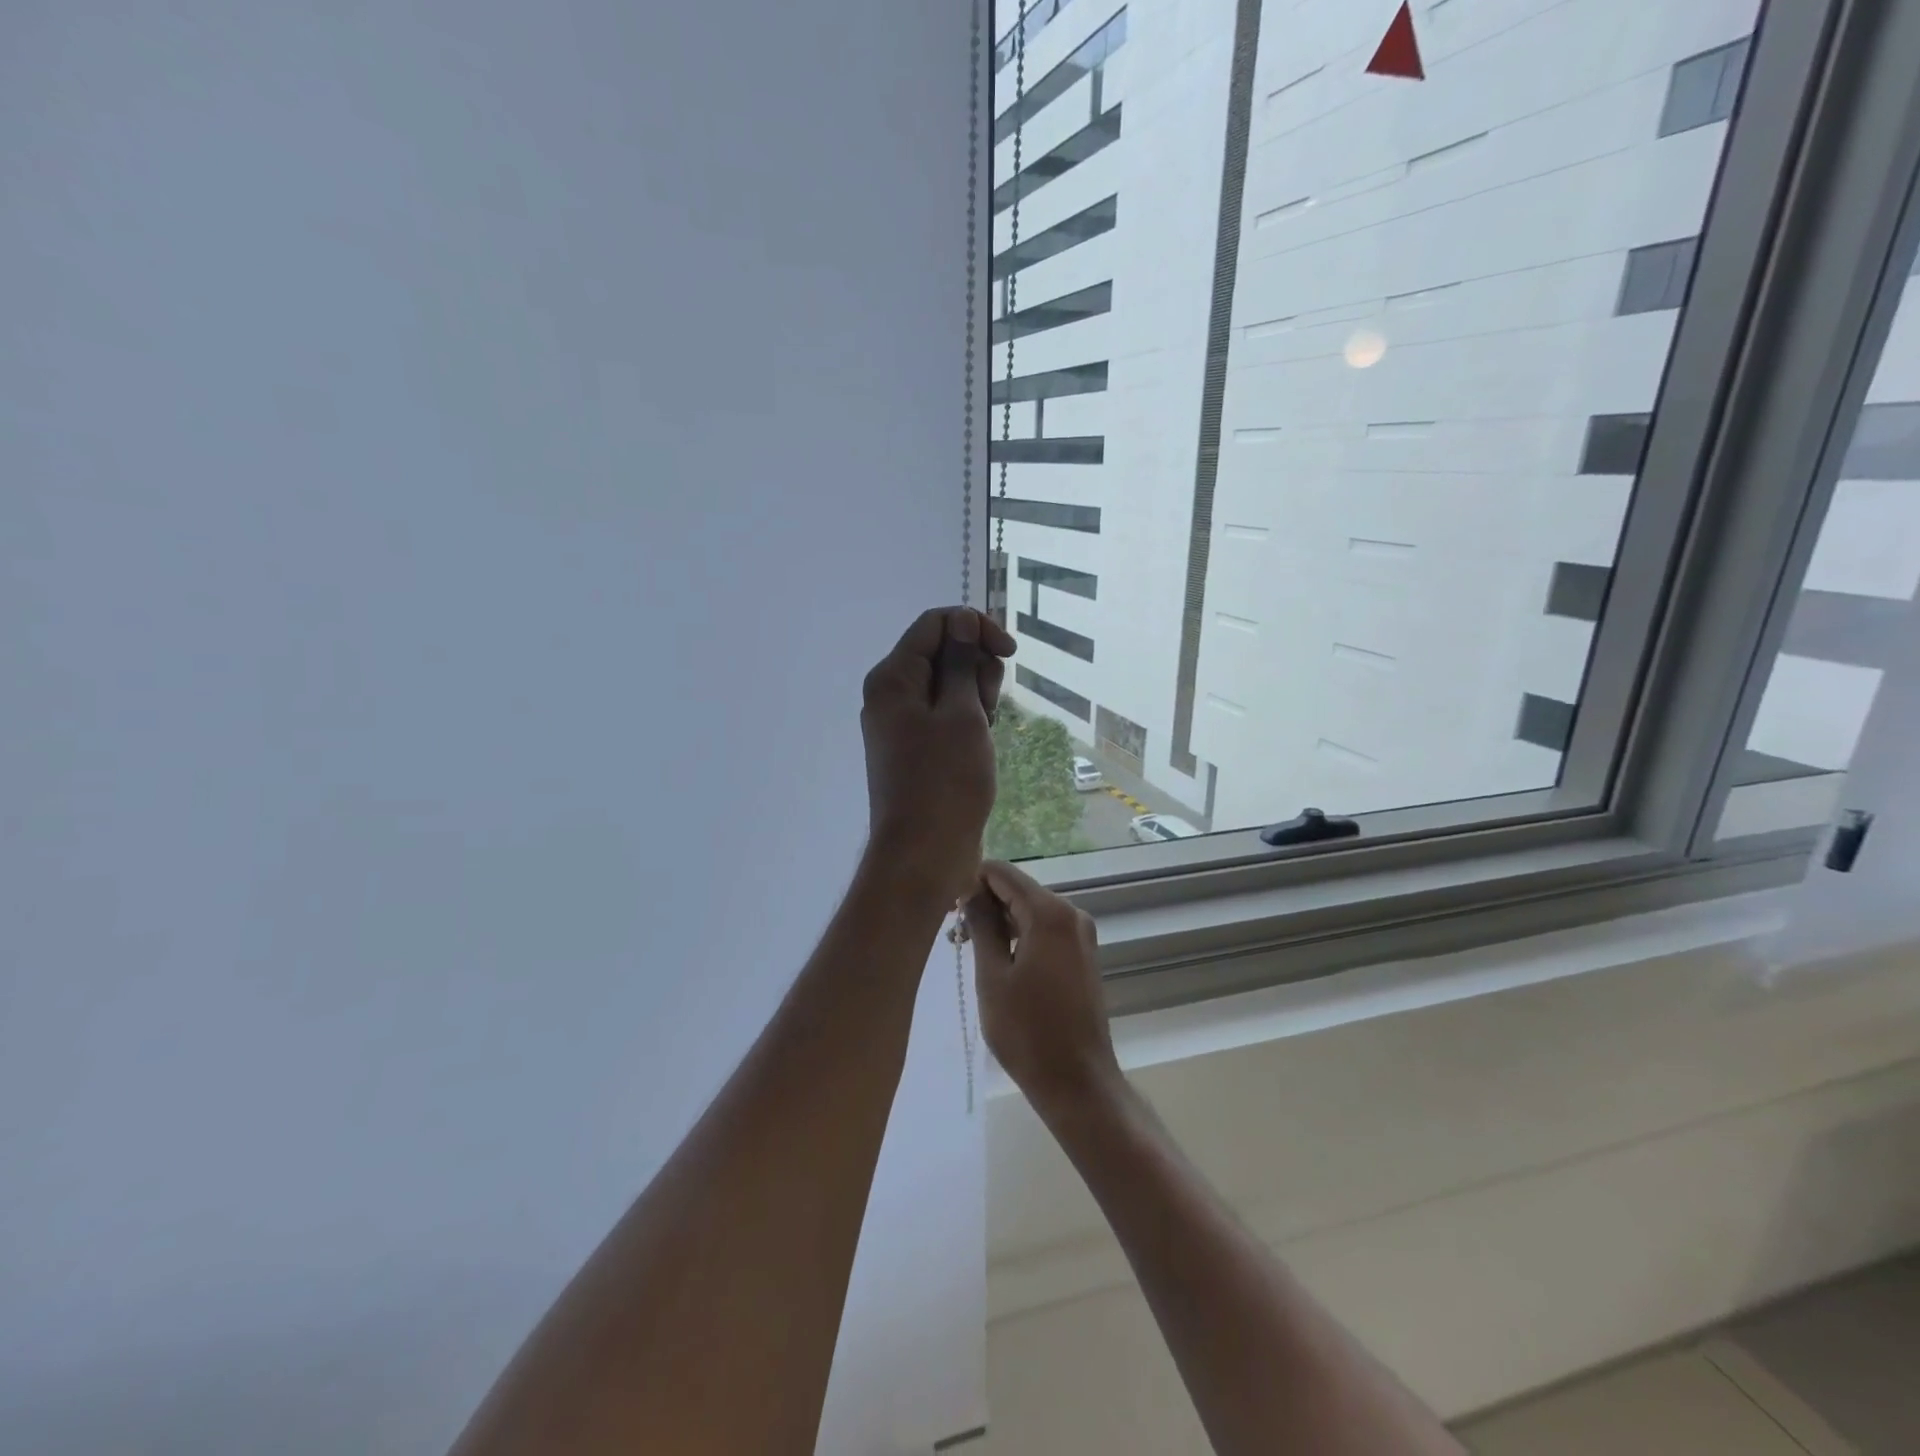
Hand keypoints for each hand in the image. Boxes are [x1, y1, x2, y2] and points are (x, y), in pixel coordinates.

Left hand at [861, 606, 1016, 899]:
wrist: (925, 853)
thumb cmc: (946, 781)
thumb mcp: (962, 713)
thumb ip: (962, 662)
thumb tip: (961, 620)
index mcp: (893, 677)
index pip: (935, 624)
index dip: (976, 628)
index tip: (1009, 653)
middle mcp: (891, 694)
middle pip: (942, 652)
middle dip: (976, 669)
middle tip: (985, 709)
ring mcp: (902, 723)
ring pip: (948, 686)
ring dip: (975, 698)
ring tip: (983, 733)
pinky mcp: (916, 748)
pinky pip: (945, 715)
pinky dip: (967, 721)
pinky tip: (979, 745)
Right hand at [965, 860, 1120, 1110]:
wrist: (1077, 1082)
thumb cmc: (1028, 1032)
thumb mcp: (992, 976)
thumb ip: (981, 926)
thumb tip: (968, 890)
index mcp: (1050, 912)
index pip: (1002, 873)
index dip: (971, 880)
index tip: (946, 905)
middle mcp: (1071, 912)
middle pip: (1017, 890)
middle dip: (983, 903)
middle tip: (952, 933)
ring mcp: (1080, 933)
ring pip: (1029, 910)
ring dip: (998, 922)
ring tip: (966, 949)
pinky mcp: (1082, 954)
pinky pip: (1043, 929)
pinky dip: (1018, 936)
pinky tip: (996, 960)